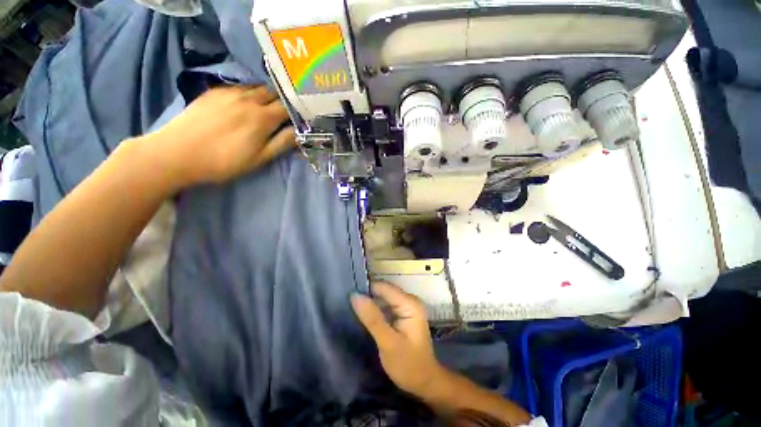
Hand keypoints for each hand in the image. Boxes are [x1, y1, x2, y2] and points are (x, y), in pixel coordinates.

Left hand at [141, 86, 294, 188]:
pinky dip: (248, 93)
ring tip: (267, 106)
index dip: (297, 111)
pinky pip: (239, 87)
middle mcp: (249, 99)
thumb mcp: (259, 159)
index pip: (288, 108)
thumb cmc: (224, 161)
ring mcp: (229, 92)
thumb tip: (298, 132)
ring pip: (257, 87)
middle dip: (283, 101)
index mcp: (263, 118)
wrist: (177, 153)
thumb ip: (281, 143)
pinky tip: (244, 103)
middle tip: (286, 112)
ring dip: (266, 96)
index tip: (301, 116)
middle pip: (274, 93)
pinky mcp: (214, 91)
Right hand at [351, 282, 445, 396]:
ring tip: (352, 308)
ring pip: (384, 297)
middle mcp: (409, 300)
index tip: (348, 296)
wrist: (424, 382)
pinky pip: (386, 305)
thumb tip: (355, 295)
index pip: (383, 287)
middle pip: (384, 290)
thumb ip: (372, 318)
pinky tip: (364, 315)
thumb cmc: (408, 365)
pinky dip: (375, 309)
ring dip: (370, 302)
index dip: (366, 290)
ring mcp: (407, 306)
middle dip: (367, 295)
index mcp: (409, 303)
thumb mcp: (388, 343)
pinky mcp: (403, 314)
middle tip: (348, 304)